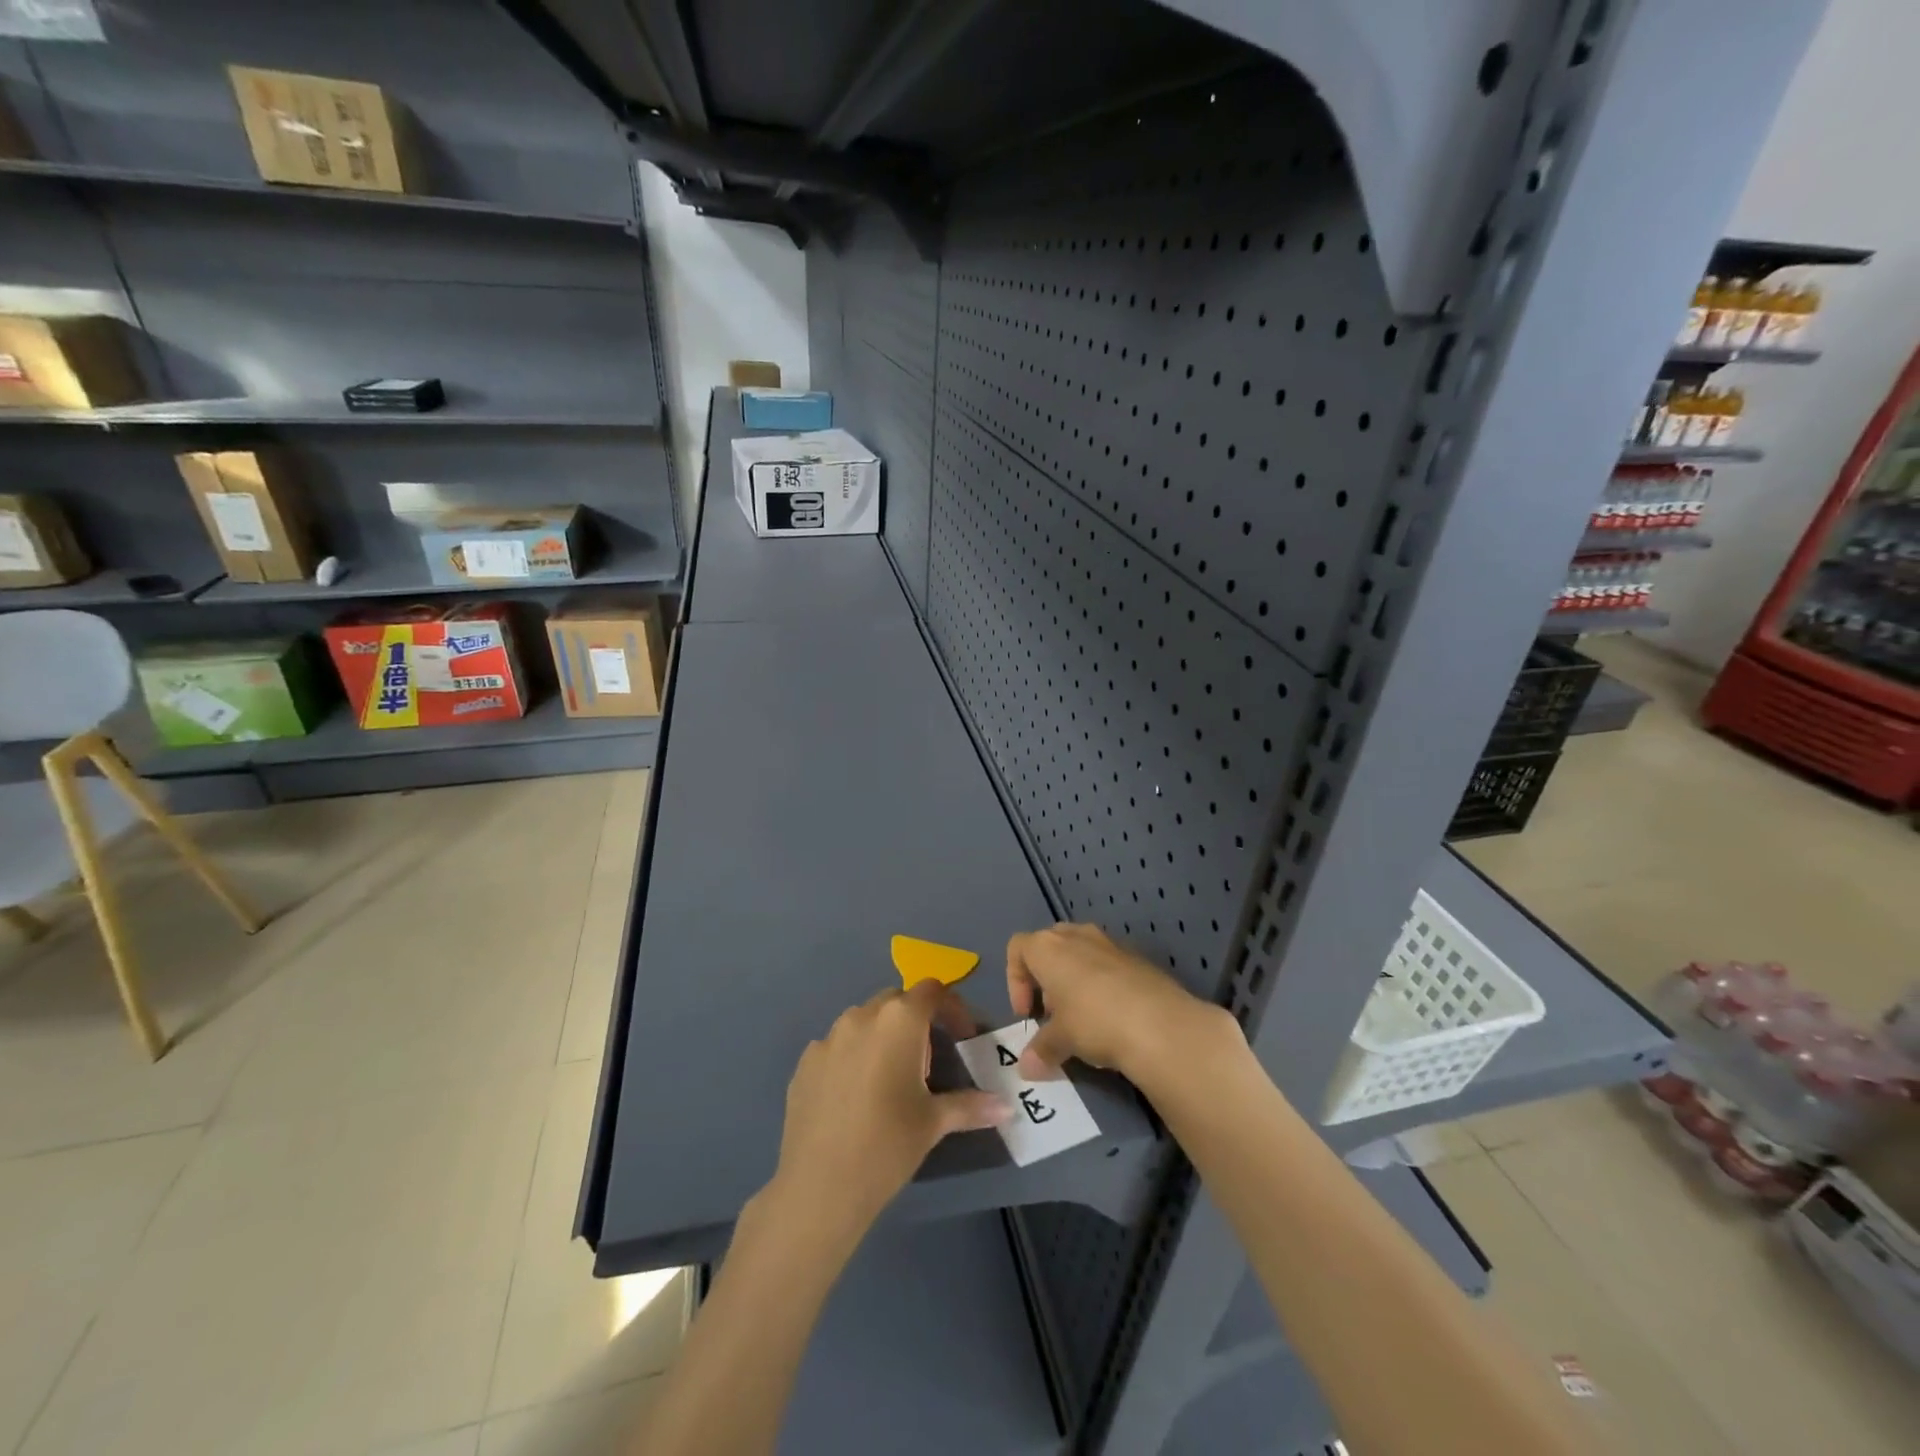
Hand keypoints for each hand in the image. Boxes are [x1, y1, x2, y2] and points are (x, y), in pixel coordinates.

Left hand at [766, 981, 1010, 1244]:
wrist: (820, 1186)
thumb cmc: (888, 1145)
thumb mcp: (934, 1122)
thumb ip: (971, 1105)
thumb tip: (1005, 1106)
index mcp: (899, 1020)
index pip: (932, 990)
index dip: (952, 1008)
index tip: (962, 1038)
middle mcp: (862, 1016)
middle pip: (897, 1000)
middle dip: (916, 1021)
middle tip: (927, 1062)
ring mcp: (828, 1038)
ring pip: (864, 1021)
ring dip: (882, 1036)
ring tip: (890, 1080)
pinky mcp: (805, 1062)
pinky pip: (837, 1047)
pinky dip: (852, 1058)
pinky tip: (855, 1098)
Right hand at [1008, 923, 1234, 1083]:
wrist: (1161, 1023)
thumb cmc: (1095, 1021)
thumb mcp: (1061, 1040)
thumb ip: (1040, 1049)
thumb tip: (1026, 1068)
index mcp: (1048, 947)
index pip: (1017, 948)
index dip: (1015, 981)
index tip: (1028, 1015)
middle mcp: (1076, 935)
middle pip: (1049, 946)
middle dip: (1046, 978)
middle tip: (1053, 1014)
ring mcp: (1110, 942)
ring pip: (1080, 953)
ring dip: (1074, 980)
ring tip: (1083, 1018)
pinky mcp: (1138, 957)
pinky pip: (1108, 964)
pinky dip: (1102, 984)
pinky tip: (1113, 1017)